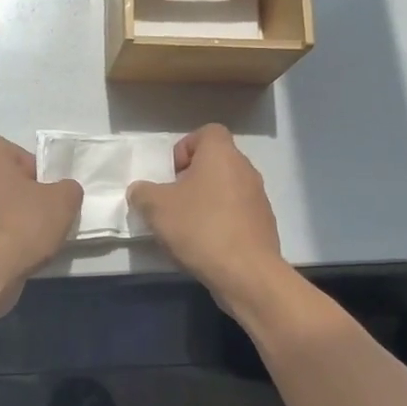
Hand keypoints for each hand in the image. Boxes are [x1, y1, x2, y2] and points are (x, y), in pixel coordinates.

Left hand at [0, 135, 81, 305]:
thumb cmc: (21, 224)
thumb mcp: (63, 202)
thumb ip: (68, 188)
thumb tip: (63, 191)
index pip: (19, 155)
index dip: (37, 175)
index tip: (47, 196)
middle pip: (2, 179)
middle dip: (20, 195)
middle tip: (40, 217)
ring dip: (6, 217)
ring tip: (25, 239)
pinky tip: (7, 253)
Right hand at [128, 125, 284, 296]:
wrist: (246, 273)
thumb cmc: (199, 228)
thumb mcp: (155, 207)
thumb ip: (142, 192)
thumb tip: (141, 191)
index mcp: (221, 155)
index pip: (207, 132)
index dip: (186, 148)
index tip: (172, 174)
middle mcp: (245, 170)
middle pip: (216, 162)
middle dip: (192, 178)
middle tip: (174, 202)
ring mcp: (259, 198)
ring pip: (227, 189)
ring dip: (207, 201)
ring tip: (187, 227)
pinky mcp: (264, 225)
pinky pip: (237, 213)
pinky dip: (222, 222)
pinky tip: (206, 245)